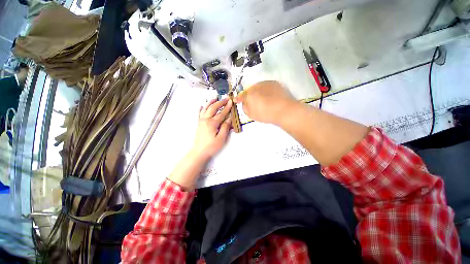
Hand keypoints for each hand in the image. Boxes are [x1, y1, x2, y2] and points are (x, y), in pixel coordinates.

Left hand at [191, 97, 231, 160]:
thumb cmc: (211, 146)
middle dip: (220, 102)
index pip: (221, 113)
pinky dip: (201, 108)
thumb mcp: (221, 138)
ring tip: (215, 97)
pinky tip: (202, 105)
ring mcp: (201, 121)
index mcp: (212, 123)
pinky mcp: (198, 124)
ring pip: (205, 108)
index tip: (231, 102)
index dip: (227, 107)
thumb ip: (225, 127)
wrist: (199, 152)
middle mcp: (205, 120)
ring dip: (211, 102)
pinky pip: (199, 114)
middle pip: (213, 108)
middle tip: (226, 98)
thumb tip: (229, 119)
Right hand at [234, 81, 297, 124]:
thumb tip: (245, 103)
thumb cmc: (265, 114)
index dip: (239, 98)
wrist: (284, 110)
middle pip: (250, 90)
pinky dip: (266, 91)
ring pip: (259, 87)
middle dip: (249, 95)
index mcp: (249, 94)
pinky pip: (267, 86)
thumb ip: (245, 107)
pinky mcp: (275, 83)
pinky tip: (269, 97)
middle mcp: (256, 86)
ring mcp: (266, 83)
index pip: (242, 95)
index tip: (236, 100)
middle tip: (252, 102)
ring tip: (262, 100)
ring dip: (258, 92)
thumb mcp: (251, 114)